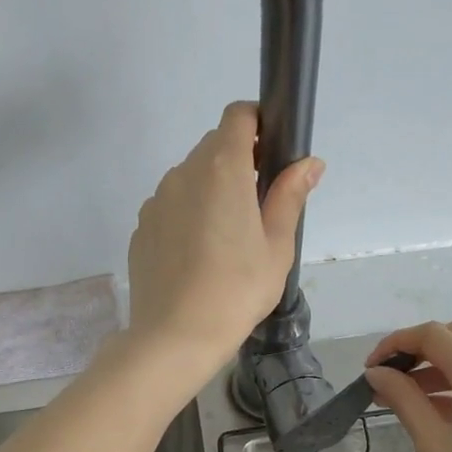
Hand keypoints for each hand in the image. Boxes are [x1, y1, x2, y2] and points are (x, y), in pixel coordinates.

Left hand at [125, 102, 321, 376]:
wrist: (174, 336)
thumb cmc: (237, 290)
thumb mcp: (277, 246)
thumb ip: (290, 195)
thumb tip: (309, 162)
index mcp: (222, 169)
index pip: (237, 115)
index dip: (257, 122)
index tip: (271, 152)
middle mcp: (183, 173)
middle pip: (213, 146)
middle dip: (238, 161)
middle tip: (258, 205)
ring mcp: (156, 200)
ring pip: (190, 177)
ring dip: (211, 189)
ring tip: (227, 238)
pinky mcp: (141, 226)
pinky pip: (170, 205)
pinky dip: (187, 214)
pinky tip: (198, 255)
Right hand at [363, 321, 451, 451]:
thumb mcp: (433, 445)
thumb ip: (404, 399)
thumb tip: (376, 373)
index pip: (433, 336)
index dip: (396, 344)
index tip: (371, 370)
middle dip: (419, 352)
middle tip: (389, 382)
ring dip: (441, 368)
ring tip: (409, 401)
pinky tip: (444, 413)